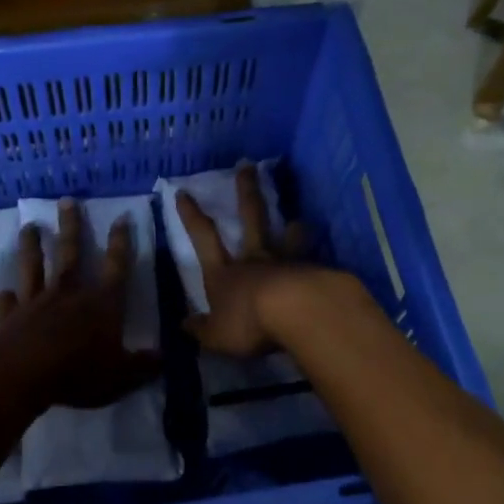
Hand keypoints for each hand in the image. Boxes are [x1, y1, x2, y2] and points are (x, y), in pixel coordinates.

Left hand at [0, 200, 162, 409]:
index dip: (121, 242)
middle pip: (70, 253)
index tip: (121, 217)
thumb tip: (164, 358)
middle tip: (66, 201)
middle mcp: (67, 294)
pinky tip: (3, 292)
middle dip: (71, 226)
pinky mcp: (7, 317)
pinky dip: (5, 297)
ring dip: (32, 246)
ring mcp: (34, 302)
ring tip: (29, 227)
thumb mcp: (122, 376)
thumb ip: (143, 366)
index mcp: (101, 304)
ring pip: (33, 266)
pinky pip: (7, 302)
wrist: (21, 373)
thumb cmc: (78, 371)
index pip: (116, 266)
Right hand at [172, 163, 311, 358]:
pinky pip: (310, 261)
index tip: (184, 192)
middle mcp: (254, 260)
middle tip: (248, 167)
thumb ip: (201, 329)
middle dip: (245, 193)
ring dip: (290, 228)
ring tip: (297, 220)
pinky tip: (320, 262)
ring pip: (285, 238)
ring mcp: (285, 263)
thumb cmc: (249, 322)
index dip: (192, 216)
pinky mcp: (312, 273)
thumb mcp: (217, 335)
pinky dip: (312, 258)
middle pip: (250, 219)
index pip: (204, 239)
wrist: (299, 313)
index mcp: (224, 274)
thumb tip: (183, 324)